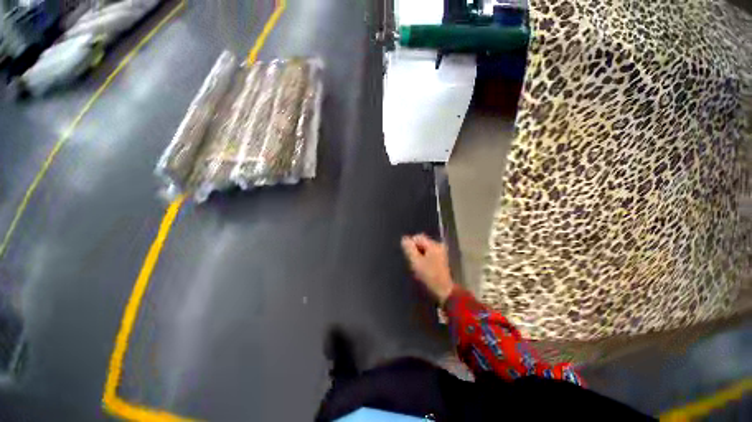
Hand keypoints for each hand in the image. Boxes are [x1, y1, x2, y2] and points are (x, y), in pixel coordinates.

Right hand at [401, 234, 454, 303]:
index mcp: (434, 244)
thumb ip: (409, 248)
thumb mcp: (416, 261)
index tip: (409, 257)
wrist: (444, 291)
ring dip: (419, 256)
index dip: (410, 245)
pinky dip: (424, 260)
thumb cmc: (429, 275)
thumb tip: (404, 239)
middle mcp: (439, 246)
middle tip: (413, 263)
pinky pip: (429, 255)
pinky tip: (424, 269)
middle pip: (421, 243)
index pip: (417, 237)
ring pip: (425, 250)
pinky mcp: (441, 260)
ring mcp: (441, 253)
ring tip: (418, 267)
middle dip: (415, 251)